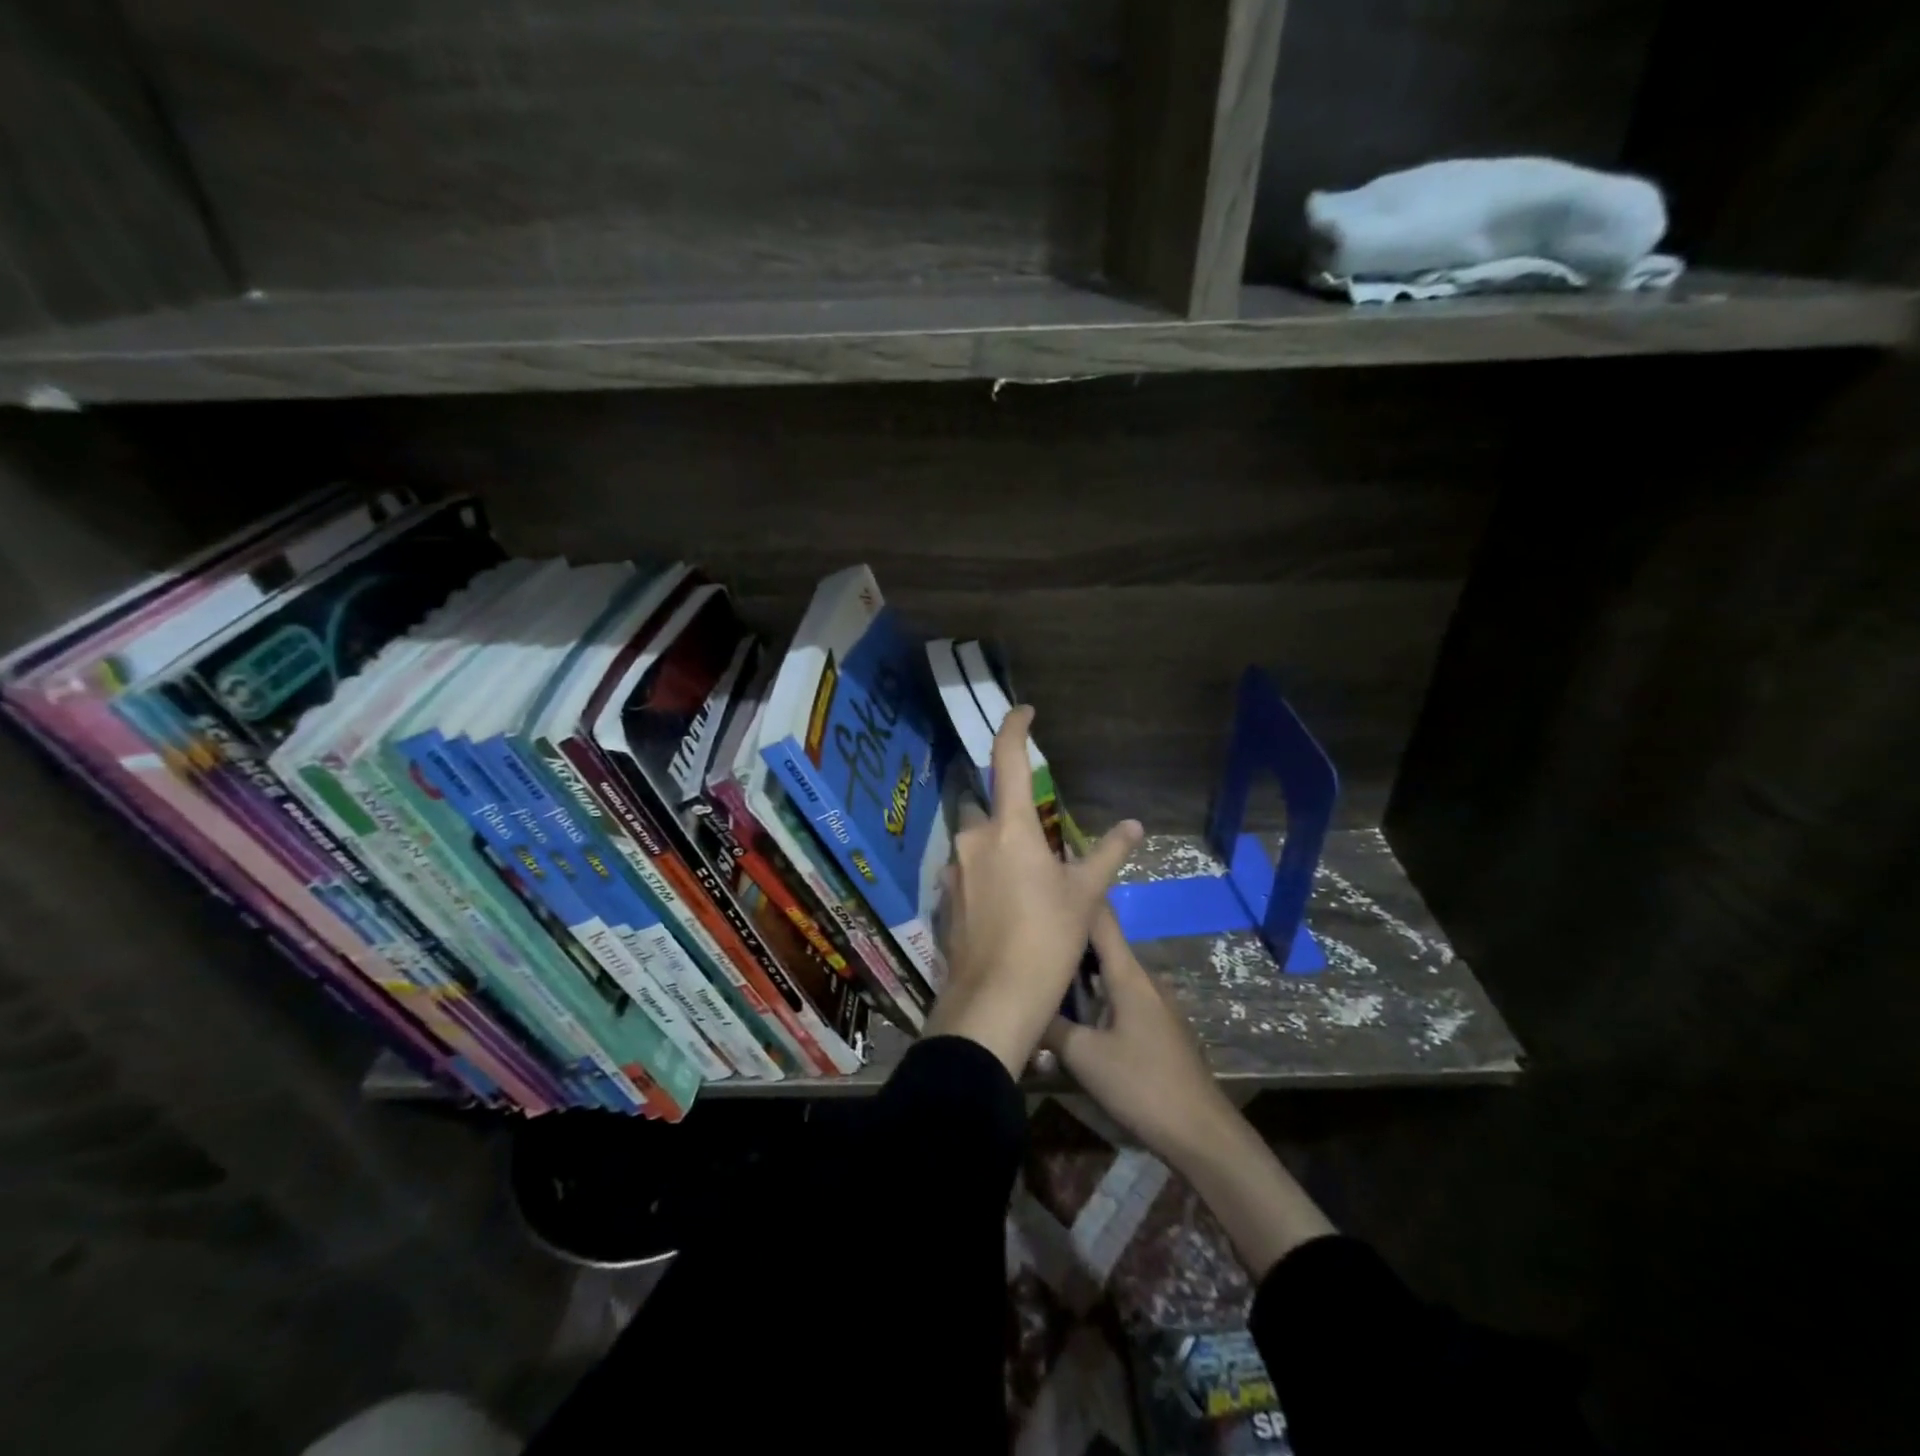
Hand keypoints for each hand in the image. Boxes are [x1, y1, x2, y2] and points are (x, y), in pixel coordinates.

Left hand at [926, 705, 1141, 1076]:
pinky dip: (986, 878)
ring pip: (976, 843)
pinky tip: (1006, 911)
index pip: (1007, 760)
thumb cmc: (1047, 940)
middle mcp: (974, 839)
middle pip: (988, 807)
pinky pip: (967, 873)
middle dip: (1009, 815)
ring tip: (1027, 886)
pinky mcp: (945, 899)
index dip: (1014, 728)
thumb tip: (1135, 825)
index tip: (1023, 711)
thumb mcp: (1085, 895)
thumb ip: (1107, 854)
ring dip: (998, 850)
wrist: (994, 1001)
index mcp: (1010, 829)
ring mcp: (954, 870)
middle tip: (1039, 845)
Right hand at [1046, 909, 1336, 1275]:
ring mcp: (1154, 1004)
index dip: (1077, 897)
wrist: (1201, 1134)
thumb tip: (1021, 1003)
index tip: (1048, 880)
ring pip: (1109, 974)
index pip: (1101, 919)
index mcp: (1128, 974)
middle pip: (1102, 945)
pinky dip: (1094, 995)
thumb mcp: (1084, 1056)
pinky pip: (1119, 997)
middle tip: (1031, 933)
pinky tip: (1073, 1013)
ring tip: (1043, 969)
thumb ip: (1051, 1026)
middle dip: (1068, 937)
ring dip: (1079, 971)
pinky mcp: (1157, 1027)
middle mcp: (1143, 979)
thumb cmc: (1141, 1085)